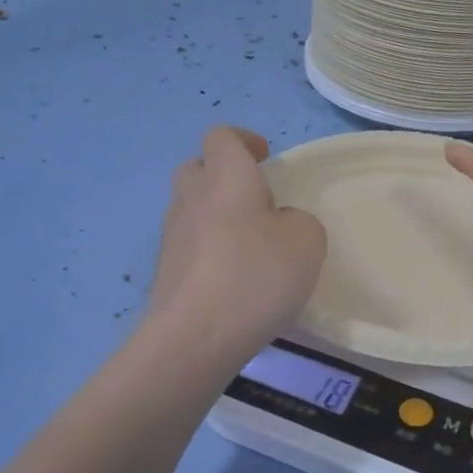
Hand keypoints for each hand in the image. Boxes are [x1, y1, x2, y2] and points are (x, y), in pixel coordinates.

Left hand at [147, 127, 326, 360]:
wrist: (194, 336)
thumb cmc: (255, 276)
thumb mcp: (307, 242)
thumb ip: (300, 222)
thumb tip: (279, 225)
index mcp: (226, 177)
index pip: (222, 136)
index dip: (244, 141)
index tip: (265, 159)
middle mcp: (191, 197)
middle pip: (198, 168)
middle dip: (224, 176)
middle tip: (256, 201)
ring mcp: (171, 235)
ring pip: (191, 208)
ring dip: (215, 215)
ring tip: (247, 246)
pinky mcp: (164, 270)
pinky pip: (188, 245)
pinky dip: (208, 250)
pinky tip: (231, 280)